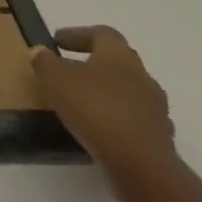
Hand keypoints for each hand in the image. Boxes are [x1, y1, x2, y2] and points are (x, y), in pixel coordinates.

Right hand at [31, 26, 176, 184]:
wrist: (142, 167)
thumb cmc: (96, 109)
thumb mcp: (55, 79)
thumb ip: (45, 62)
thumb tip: (39, 51)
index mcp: (120, 54)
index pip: (102, 34)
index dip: (78, 34)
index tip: (58, 41)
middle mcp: (143, 77)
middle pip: (118, 63)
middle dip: (94, 65)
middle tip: (70, 71)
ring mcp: (156, 111)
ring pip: (128, 93)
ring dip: (107, 95)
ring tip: (83, 105)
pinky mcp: (161, 141)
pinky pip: (134, 122)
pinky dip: (117, 121)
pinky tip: (99, 131)